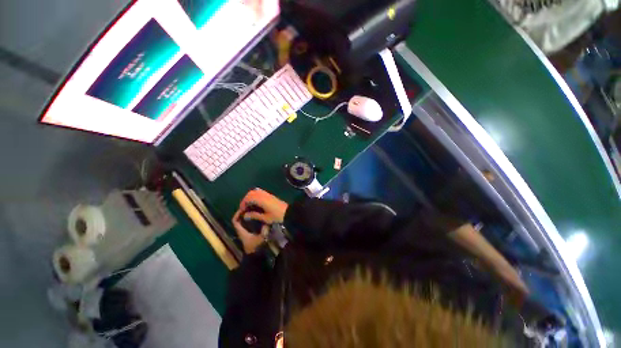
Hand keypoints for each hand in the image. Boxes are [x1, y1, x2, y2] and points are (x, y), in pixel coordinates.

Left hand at [232, 209, 265, 253]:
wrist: (255, 260)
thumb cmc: (256, 249)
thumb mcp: (260, 240)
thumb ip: (264, 232)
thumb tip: (267, 224)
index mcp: (241, 231)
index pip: (235, 220)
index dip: (238, 213)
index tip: (245, 207)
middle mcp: (241, 231)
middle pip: (240, 220)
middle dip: (245, 213)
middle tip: (253, 207)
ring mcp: (245, 234)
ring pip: (244, 222)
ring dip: (249, 217)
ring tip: (257, 210)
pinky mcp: (250, 235)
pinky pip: (249, 225)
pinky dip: (252, 221)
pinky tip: (260, 218)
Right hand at [239, 188, 288, 223]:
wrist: (289, 213)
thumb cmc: (277, 216)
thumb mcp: (266, 218)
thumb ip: (255, 215)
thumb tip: (245, 215)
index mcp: (262, 200)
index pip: (249, 197)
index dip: (243, 202)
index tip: (242, 209)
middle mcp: (264, 195)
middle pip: (251, 192)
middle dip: (246, 199)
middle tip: (244, 207)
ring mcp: (268, 194)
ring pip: (256, 191)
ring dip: (251, 196)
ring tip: (249, 205)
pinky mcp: (271, 195)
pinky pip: (260, 192)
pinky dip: (256, 196)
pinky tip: (256, 203)